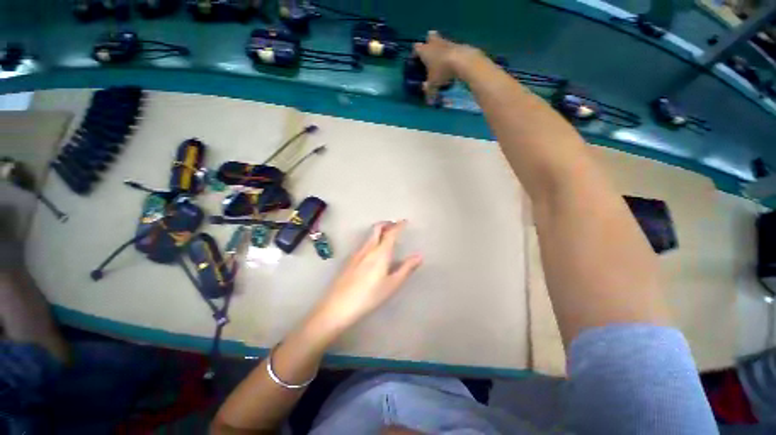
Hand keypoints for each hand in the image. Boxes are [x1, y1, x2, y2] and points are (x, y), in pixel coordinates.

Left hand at [313, 221, 422, 331]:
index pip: (391, 233)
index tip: (404, 221)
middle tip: (395, 225)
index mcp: (380, 253)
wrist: (338, 305)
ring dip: (378, 231)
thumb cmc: (369, 296)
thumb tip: (419, 256)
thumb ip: (406, 268)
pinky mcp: (349, 259)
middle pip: (376, 228)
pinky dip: (372, 239)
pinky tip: (373, 250)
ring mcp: (356, 253)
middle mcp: (368, 248)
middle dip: (386, 224)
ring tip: (386, 236)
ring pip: (369, 235)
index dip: (398, 225)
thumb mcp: (392, 284)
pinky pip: (363, 243)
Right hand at [413, 31, 480, 104]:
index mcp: (424, 51)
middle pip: (429, 37)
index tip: (416, 59)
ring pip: (441, 40)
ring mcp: (446, 41)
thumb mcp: (433, 84)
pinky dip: (450, 52)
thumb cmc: (442, 71)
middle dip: (429, 42)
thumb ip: (429, 91)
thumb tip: (429, 102)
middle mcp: (434, 43)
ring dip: (440, 47)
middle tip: (430, 52)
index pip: (416, 48)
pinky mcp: (457, 43)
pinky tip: (452, 61)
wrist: (462, 60)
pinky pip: (451, 46)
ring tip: (441, 59)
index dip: (415, 53)